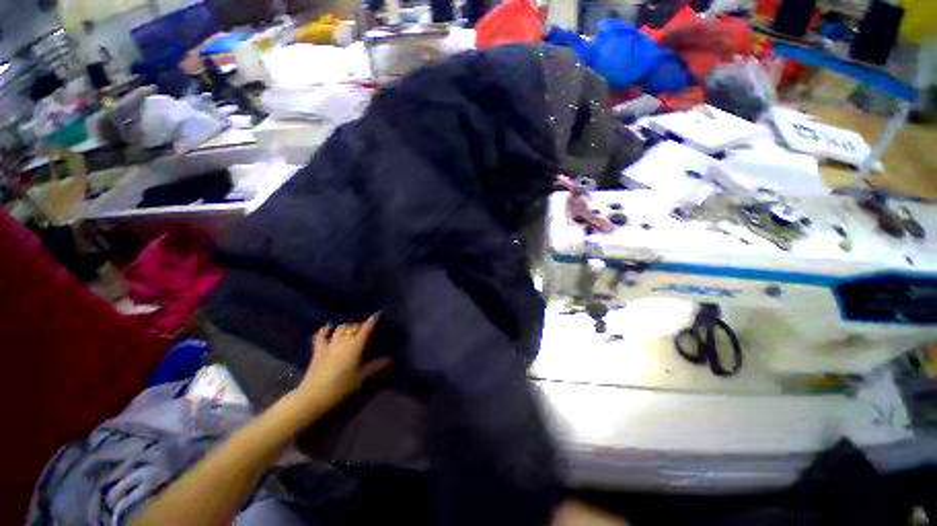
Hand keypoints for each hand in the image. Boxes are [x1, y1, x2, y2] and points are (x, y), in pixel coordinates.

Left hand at [295, 314, 390, 414]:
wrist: (313, 398)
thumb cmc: (342, 387)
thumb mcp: (363, 378)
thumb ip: (377, 366)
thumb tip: (390, 359)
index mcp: (356, 345)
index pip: (367, 328)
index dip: (373, 320)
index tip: (379, 314)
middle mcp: (343, 341)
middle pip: (353, 327)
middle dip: (361, 325)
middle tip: (367, 328)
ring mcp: (329, 345)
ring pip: (340, 329)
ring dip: (348, 326)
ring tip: (352, 328)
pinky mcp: (318, 351)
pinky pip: (321, 336)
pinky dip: (325, 330)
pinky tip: (328, 327)